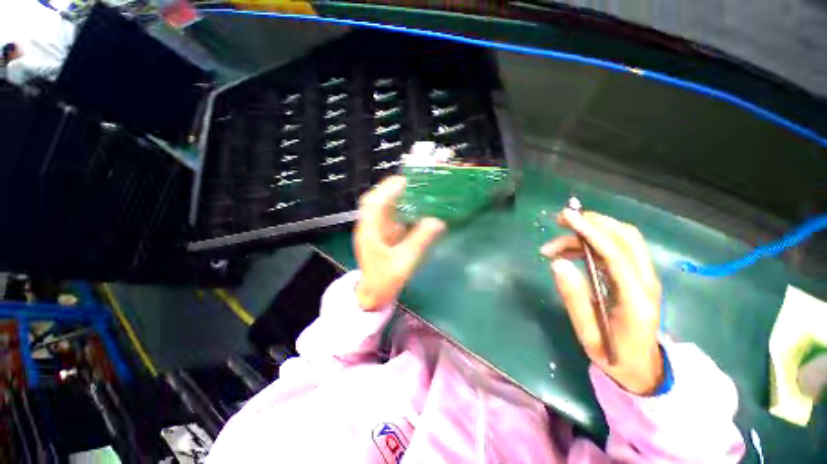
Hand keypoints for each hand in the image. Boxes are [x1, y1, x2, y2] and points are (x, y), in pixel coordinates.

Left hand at [354, 176, 445, 310]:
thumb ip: (420, 240)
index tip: (405, 180)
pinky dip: (396, 207)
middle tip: (411, 182)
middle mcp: (368, 226)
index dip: (388, 189)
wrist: (373, 294)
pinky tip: (409, 206)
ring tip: (412, 189)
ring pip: (379, 206)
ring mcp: (372, 229)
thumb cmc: (385, 280)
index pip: (374, 203)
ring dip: (393, 196)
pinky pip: (386, 215)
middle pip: (374, 200)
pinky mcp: (378, 233)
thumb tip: (438, 221)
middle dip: (390, 188)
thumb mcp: (404, 261)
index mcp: (369, 232)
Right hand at [541, 209, 662, 395]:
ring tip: (555, 246)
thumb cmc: (614, 356)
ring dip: (589, 231)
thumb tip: (557, 263)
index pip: (615, 253)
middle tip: (560, 222)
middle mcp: (646, 281)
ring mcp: (645, 277)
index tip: (566, 218)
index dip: (590, 231)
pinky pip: (618, 247)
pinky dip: (593, 241)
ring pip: (623, 238)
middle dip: (592, 222)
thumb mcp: (587, 333)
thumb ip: (573, 297)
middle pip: (625, 236)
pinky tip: (572, 251)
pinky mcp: (638, 276)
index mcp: (635, 298)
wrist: (643, 369)